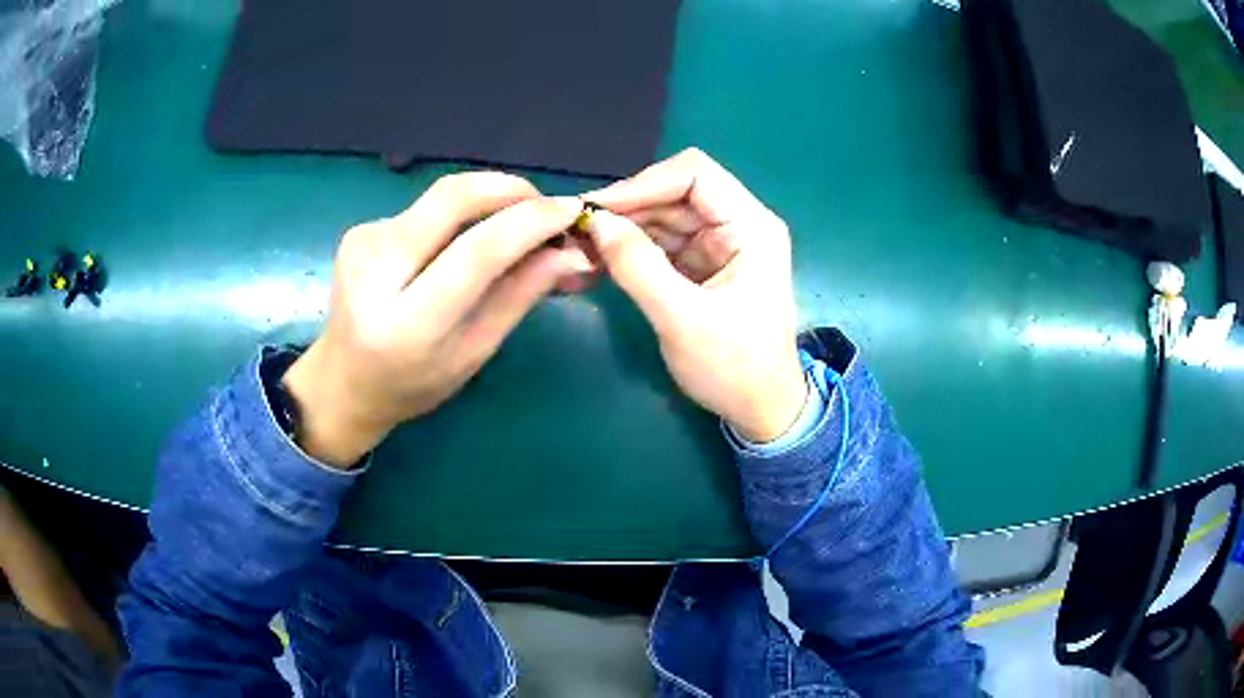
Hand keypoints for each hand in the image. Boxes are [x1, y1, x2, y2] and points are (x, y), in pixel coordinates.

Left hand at [283, 173, 591, 466]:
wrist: (342, 383)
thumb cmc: (413, 385)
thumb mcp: (473, 354)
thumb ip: (518, 297)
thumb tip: (571, 253)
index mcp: (407, 323)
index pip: (477, 252)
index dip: (530, 222)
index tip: (571, 210)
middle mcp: (375, 272)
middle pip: (452, 198)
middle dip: (510, 189)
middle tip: (544, 207)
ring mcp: (362, 243)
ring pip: (440, 197)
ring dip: (488, 200)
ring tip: (514, 226)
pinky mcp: (360, 230)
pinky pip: (424, 209)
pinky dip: (458, 216)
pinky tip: (462, 242)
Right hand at [582, 149, 806, 442]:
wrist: (761, 410)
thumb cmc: (734, 367)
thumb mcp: (682, 318)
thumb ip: (637, 266)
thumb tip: (596, 221)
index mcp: (750, 226)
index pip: (694, 174)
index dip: (644, 184)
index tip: (599, 210)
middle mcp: (738, 224)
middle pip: (676, 191)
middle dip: (629, 207)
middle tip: (581, 230)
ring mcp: (721, 244)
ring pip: (665, 215)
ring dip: (626, 226)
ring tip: (585, 245)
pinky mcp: (705, 265)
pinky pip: (664, 242)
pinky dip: (634, 247)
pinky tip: (604, 258)